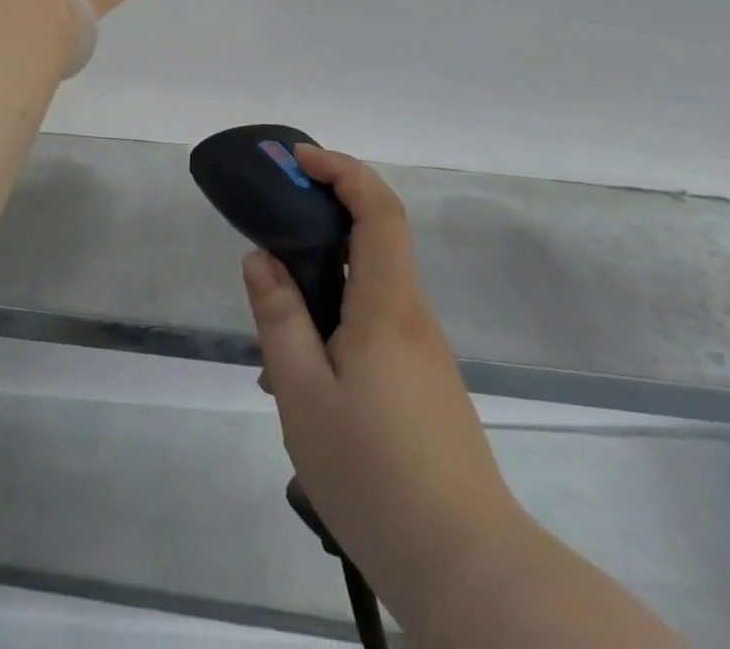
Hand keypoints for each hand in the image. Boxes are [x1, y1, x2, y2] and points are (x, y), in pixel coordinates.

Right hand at [244, 146, 521, 633]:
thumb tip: (261, 258)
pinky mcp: (425, 386)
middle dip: (322, 220)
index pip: (378, 209)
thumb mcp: (304, 394)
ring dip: (322, 288)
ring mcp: (423, 354)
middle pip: (374, 240)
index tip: (299, 161)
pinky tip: (306, 385)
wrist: (468, 569)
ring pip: (368, 291)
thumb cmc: (375, 474)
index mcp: (387, 305)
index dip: (342, 170)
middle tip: (270, 235)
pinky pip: (375, 329)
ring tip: (274, 346)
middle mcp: (412, 316)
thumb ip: (280, 318)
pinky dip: (336, 327)